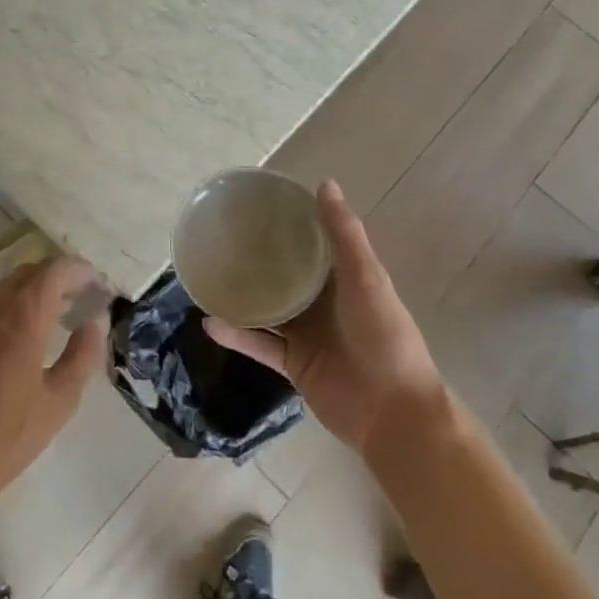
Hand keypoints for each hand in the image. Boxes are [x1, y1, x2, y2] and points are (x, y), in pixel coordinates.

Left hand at [0, 257, 109, 543]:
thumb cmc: (5, 438)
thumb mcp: (59, 402)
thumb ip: (83, 354)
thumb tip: (96, 320)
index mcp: (21, 316)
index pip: (54, 271)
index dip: (78, 270)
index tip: (97, 282)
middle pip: (27, 274)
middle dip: (56, 279)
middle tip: (80, 299)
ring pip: (2, 289)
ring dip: (29, 293)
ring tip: (51, 318)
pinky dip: (5, 309)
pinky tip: (13, 341)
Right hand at [204, 181, 443, 454]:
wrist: (392, 415)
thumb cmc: (384, 339)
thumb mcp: (366, 280)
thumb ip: (344, 236)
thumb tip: (324, 183)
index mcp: (345, 279)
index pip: (313, 243)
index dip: (289, 224)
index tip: (257, 205)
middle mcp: (323, 303)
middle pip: (284, 275)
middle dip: (258, 259)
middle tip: (220, 239)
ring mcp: (306, 334)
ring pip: (266, 309)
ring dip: (241, 297)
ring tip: (206, 278)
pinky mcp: (292, 364)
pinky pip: (259, 344)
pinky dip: (236, 334)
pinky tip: (210, 322)